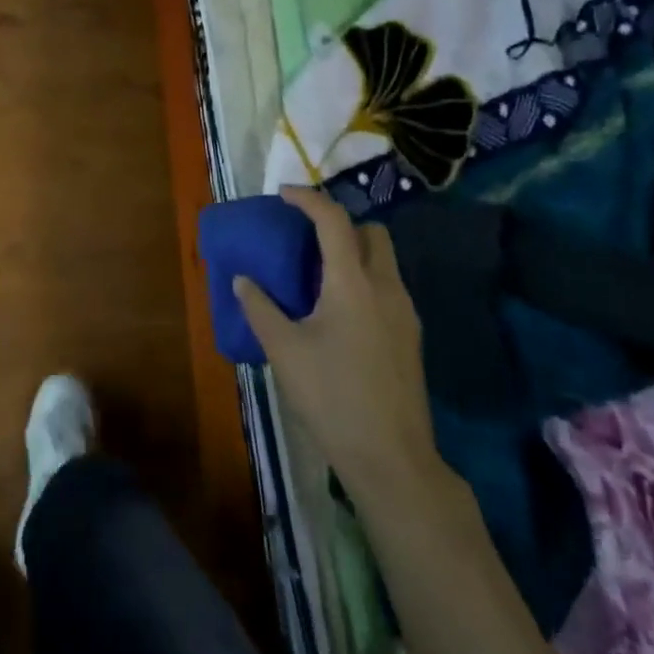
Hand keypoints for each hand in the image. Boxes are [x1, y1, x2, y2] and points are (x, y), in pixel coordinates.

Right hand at [235, 186, 442, 503]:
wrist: (392, 460)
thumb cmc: (332, 397)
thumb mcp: (284, 350)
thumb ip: (260, 308)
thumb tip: (243, 280)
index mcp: (353, 283)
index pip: (334, 220)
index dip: (308, 199)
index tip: (284, 194)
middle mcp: (386, 288)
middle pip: (372, 232)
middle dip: (341, 224)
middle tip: (307, 237)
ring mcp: (405, 313)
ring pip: (384, 261)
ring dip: (354, 252)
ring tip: (318, 274)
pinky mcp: (410, 338)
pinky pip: (387, 287)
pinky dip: (364, 279)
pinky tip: (339, 311)